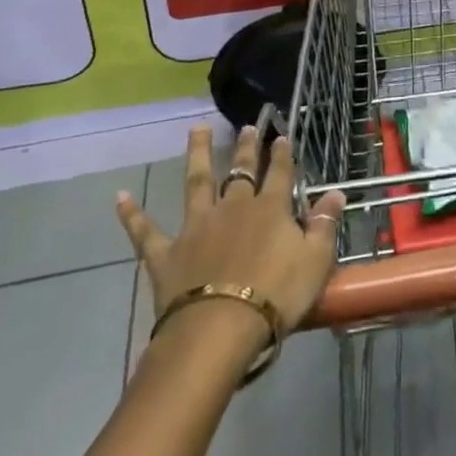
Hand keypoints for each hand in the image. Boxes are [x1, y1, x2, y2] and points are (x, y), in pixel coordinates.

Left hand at [116, 125, 346, 339]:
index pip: (280, 174)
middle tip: (247, 126)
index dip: (282, 155)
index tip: (282, 137)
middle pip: (240, 171)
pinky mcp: (166, 253)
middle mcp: (233, 208)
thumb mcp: (315, 262)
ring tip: (196, 129)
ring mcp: (196, 227)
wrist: (218, 329)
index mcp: (270, 209)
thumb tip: (336, 194)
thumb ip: (324, 225)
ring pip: (197, 182)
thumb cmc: (275, 296)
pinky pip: (145, 230)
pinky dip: (132, 214)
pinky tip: (119, 197)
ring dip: (197, 154)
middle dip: (245, 148)